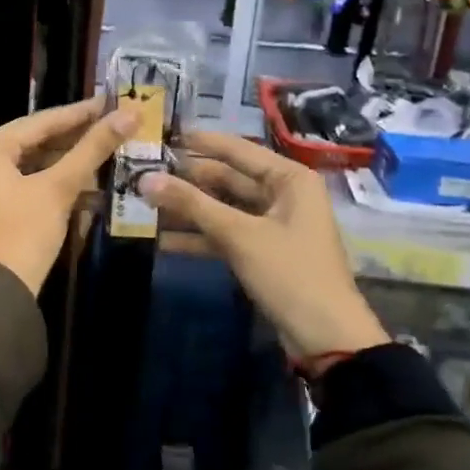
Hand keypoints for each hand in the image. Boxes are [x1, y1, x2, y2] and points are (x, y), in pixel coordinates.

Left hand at [0, 98, 137, 295]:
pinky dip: (54, 183)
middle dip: (76, 138)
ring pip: (33, 164)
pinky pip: (27, 184)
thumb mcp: (59, 187)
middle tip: (113, 124)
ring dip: (68, 162)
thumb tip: (129, 114)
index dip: (79, 113)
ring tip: (107, 150)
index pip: (39, 122)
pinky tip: (87, 182)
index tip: (110, 102)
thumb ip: (93, 148)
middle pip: (35, 141)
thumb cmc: (24, 231)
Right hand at [143, 131, 387, 372]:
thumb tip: (144, 179)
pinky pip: (226, 234)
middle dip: (187, 180)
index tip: (163, 133)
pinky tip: (163, 239)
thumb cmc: (289, 272)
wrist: (325, 336)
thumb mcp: (238, 234)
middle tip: (143, 174)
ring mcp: (272, 224)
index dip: (200, 142)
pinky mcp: (262, 251)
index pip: (237, 149)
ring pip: (223, 208)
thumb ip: (191, 204)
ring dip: (188, 209)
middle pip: (227, 178)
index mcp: (289, 178)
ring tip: (145, 205)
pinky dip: (199, 236)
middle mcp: (283, 194)